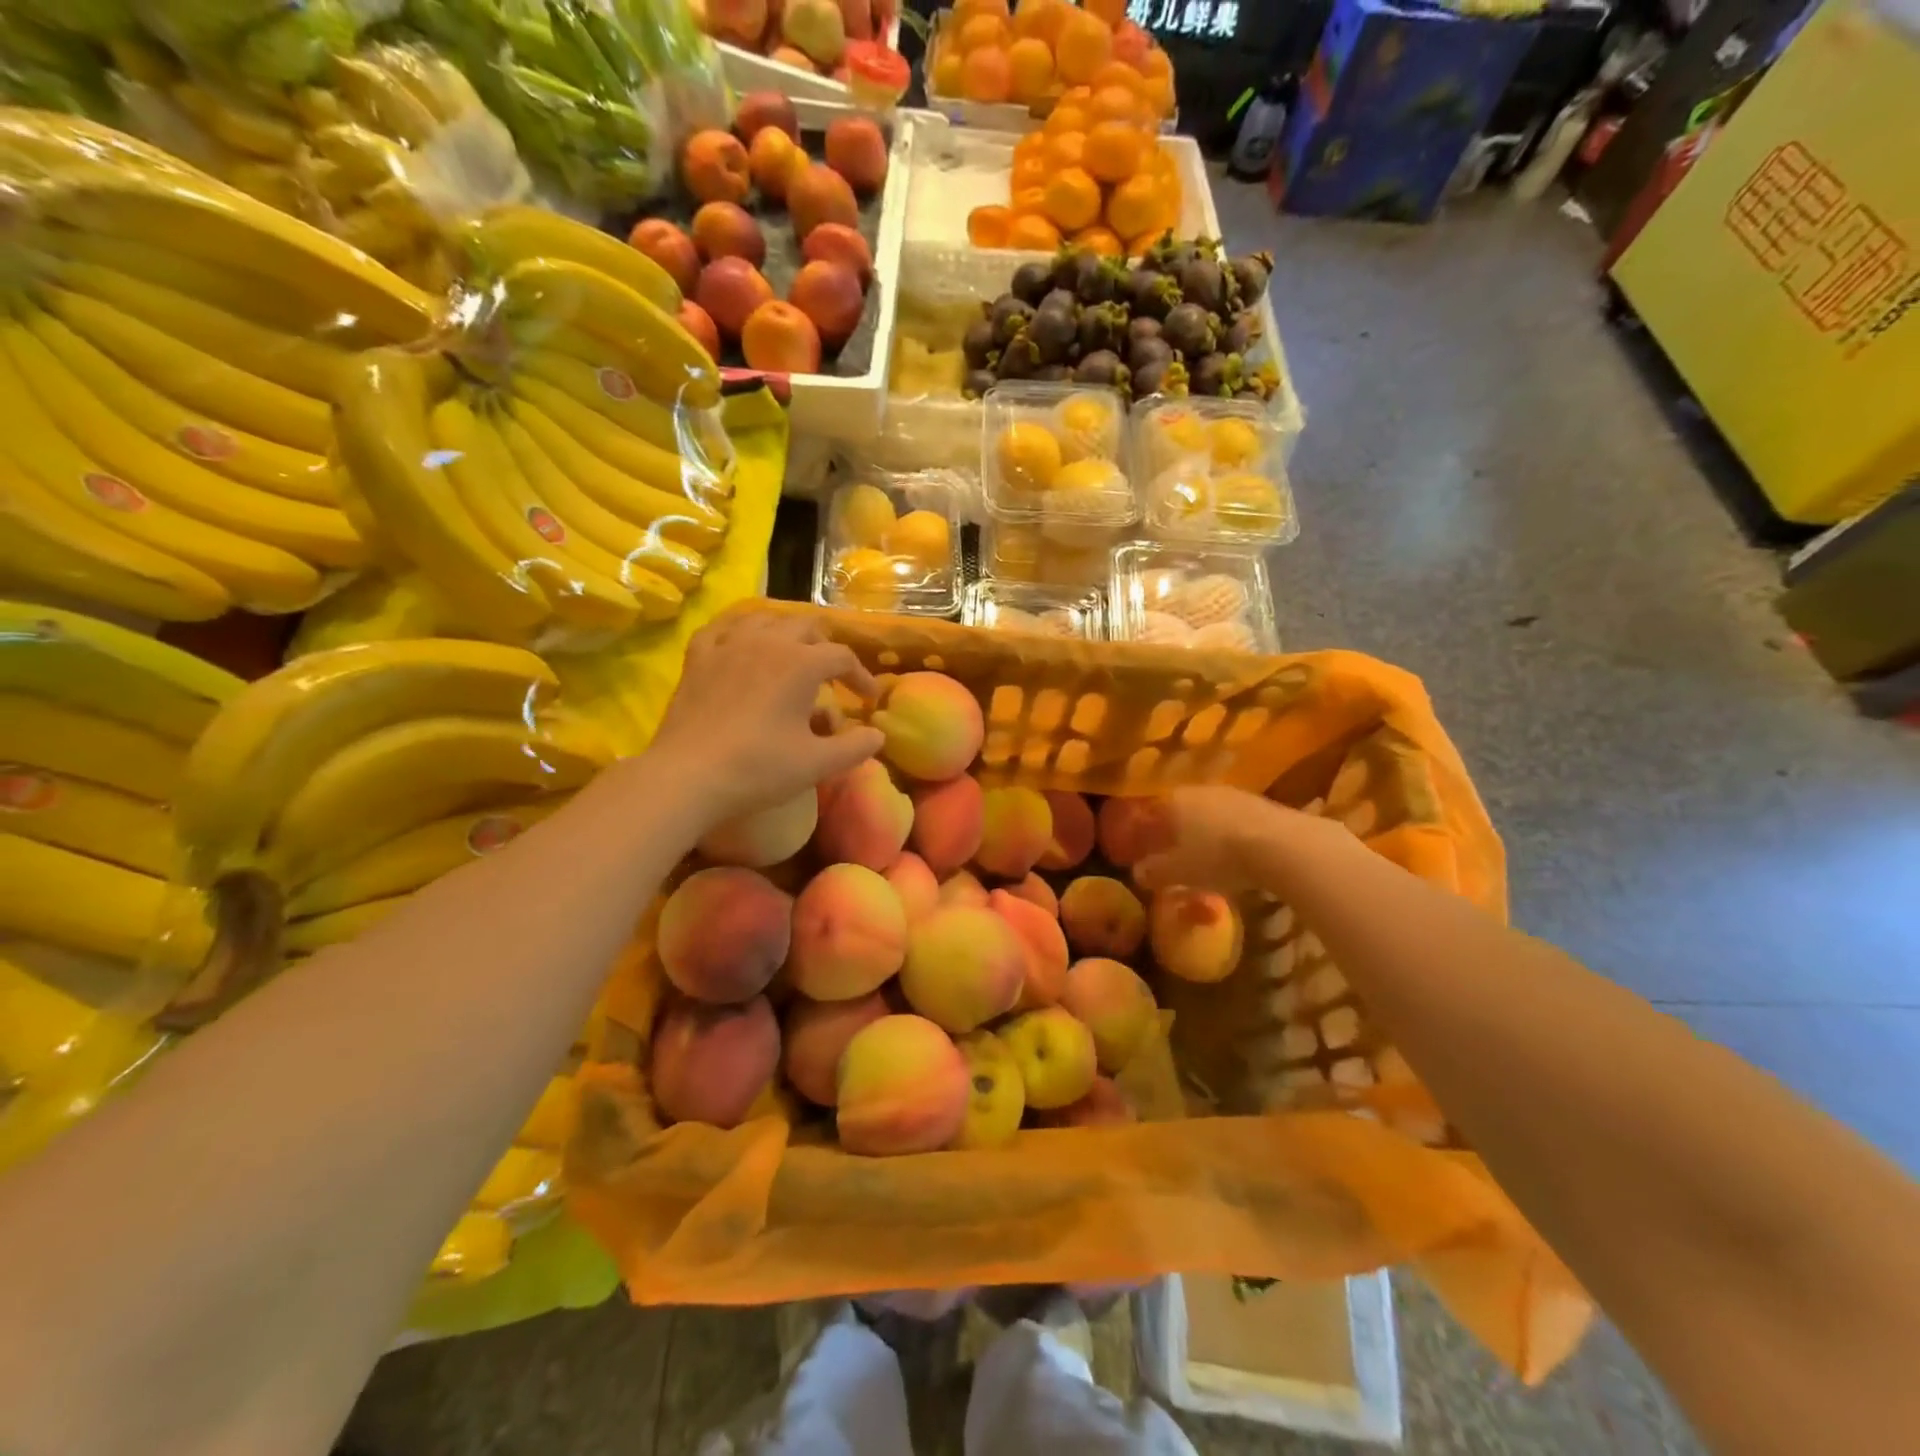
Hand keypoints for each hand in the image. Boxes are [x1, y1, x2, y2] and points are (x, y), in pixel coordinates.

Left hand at [646, 610, 882, 828]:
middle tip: (833, 675)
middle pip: (806, 628)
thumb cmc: (759, 768)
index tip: (867, 699)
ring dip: (786, 632)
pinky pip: (722, 628)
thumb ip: (855, 747)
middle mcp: (767, 642)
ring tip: (793, 654)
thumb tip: (878, 735)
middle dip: (826, 648)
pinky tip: (742, 642)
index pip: (841, 657)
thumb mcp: (817, 764)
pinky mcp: (698, 658)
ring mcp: (728, 645)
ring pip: (765, 619)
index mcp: (801, 663)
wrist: (689, 776)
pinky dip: (740, 631)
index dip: (860, 676)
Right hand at [1131, 785, 1298, 894]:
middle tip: (1173, 856)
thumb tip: (1139, 873)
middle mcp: (1199, 790)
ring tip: (1205, 857)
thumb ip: (1155, 872)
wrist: (1281, 846)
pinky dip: (1229, 836)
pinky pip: (1234, 821)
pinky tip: (1235, 855)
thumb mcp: (1179, 872)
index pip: (1150, 814)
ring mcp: (1233, 794)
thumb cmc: (1217, 856)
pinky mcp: (1262, 804)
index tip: (1142, 853)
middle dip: (1174, 833)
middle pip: (1180, 811)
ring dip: (1204, 833)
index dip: (1143, 835)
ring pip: (1209, 814)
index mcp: (1173, 800)